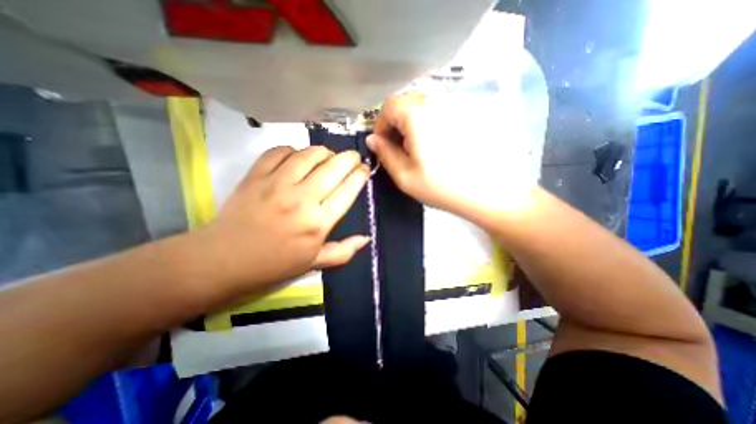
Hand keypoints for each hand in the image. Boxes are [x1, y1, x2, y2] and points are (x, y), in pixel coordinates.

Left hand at [203, 146, 371, 290]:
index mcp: (318, 222)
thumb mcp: (314, 263)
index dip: (360, 175)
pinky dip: (293, 150)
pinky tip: (297, 158)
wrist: (224, 259)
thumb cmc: (274, 263)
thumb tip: (366, 238)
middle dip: (349, 158)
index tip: (364, 169)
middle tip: (353, 156)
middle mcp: (301, 199)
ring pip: (308, 155)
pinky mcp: (255, 176)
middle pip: (333, 168)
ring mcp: (277, 184)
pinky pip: (279, 152)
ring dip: (323, 151)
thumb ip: (344, 251)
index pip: (348, 190)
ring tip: (328, 155)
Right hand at [368, 92, 536, 223]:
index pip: (388, 106)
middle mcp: (436, 102)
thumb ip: (385, 154)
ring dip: (410, 124)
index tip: (381, 144)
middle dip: (394, 124)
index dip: (380, 125)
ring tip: (415, 149)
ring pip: (421, 106)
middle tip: (397, 148)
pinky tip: (433, 145)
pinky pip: (437, 111)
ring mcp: (453, 106)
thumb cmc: (441, 186)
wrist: (486, 192)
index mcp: (417, 114)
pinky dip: (426, 123)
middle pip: (405, 103)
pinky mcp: (465, 114)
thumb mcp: (405, 175)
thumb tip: (372, 140)